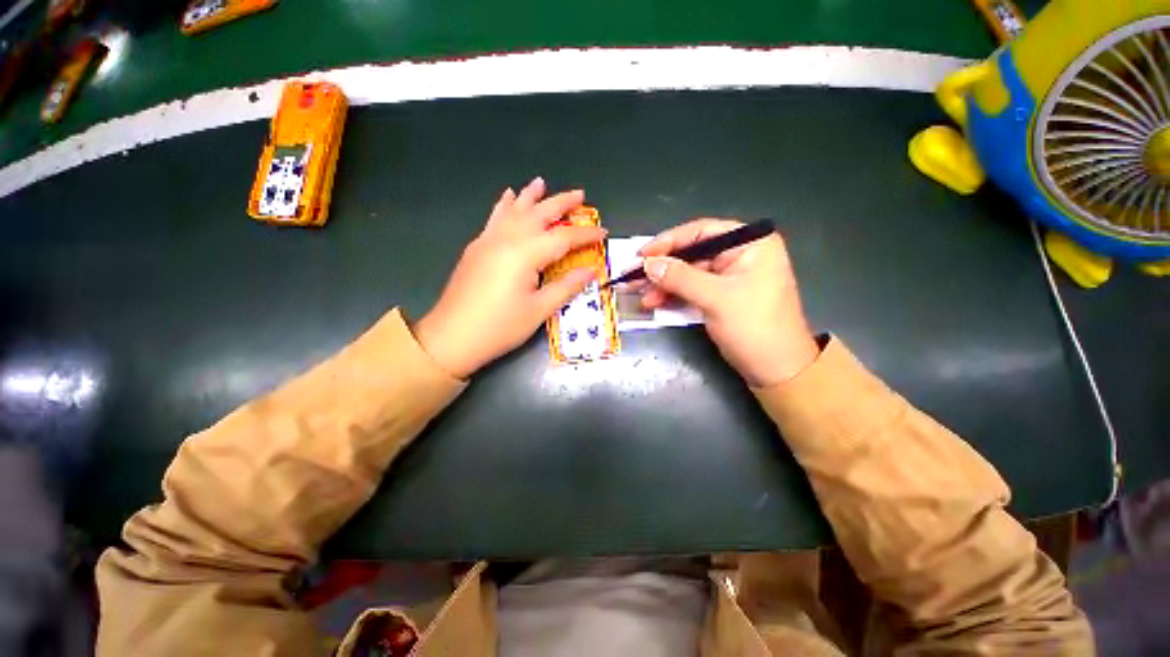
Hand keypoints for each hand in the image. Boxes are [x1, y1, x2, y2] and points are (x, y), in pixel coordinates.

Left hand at [414, 178, 605, 377]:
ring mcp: (489, 240)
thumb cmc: (501, 326)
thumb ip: (567, 286)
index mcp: (526, 253)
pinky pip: (494, 218)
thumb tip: (591, 271)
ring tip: (541, 183)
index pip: (564, 238)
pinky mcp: (477, 248)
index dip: (586, 235)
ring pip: (514, 210)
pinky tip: (508, 196)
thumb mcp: (540, 309)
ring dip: (530, 196)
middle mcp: (508, 239)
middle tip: (580, 194)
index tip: (603, 232)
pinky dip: (504, 205)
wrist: (452, 336)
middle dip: (561, 203)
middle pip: (539, 214)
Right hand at [637, 219, 819, 386]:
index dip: (668, 242)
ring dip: (663, 284)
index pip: (701, 232)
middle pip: (691, 254)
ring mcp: (730, 276)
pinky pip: (692, 289)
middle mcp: (740, 254)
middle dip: (662, 268)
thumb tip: (648, 264)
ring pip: (688, 273)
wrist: (776, 370)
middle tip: (633, 277)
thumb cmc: (754, 328)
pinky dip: (673, 295)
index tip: (642, 255)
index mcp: (750, 243)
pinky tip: (654, 302)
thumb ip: (680, 278)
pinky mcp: (722, 296)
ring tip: (640, 295)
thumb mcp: (715, 299)